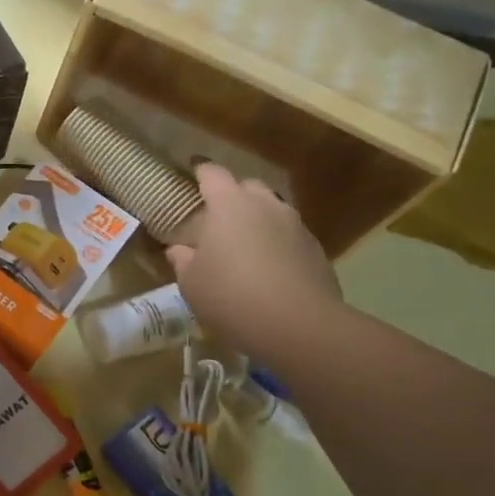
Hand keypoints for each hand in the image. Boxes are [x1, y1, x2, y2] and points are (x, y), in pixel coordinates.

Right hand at [167, 163, 340, 360]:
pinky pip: (289, 236)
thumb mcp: (191, 283)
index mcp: (230, 205)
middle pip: (248, 187)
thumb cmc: (231, 296)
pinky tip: (267, 268)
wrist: (299, 325)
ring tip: (243, 243)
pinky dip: (276, 243)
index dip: (200, 170)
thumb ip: (182, 260)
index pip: (213, 173)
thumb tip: (179, 249)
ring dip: (257, 219)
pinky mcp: (315, 250)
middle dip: (232, 195)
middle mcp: (266, 206)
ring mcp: (295, 226)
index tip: (192, 170)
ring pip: (272, 211)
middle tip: (216, 216)